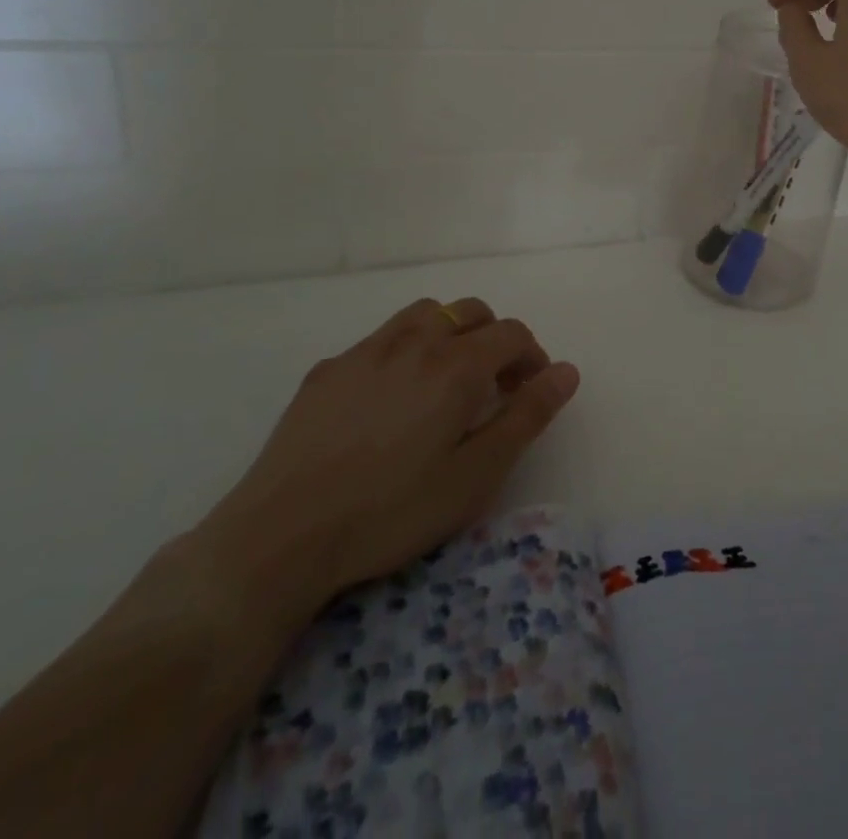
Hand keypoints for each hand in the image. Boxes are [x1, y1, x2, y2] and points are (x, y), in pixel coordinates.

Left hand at [193, 298, 578, 629]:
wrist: (280, 536)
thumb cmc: (392, 511)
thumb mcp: (477, 475)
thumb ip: (528, 416)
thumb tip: (567, 371)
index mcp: (457, 365)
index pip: (512, 334)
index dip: (532, 357)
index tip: (529, 393)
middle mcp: (416, 342)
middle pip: (470, 312)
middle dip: (494, 338)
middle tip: (494, 386)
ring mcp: (366, 351)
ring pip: (424, 314)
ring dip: (449, 333)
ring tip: (445, 380)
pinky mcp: (328, 370)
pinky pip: (380, 340)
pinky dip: (403, 351)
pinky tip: (387, 399)